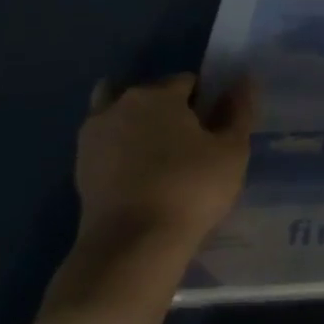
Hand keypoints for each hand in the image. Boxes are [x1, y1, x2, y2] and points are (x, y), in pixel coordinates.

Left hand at [67, 73, 256, 302]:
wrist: (132, 244)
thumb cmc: (192, 188)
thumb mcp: (232, 150)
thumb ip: (239, 110)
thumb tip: (244, 79)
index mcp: (157, 95)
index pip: (187, 82)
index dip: (205, 102)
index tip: (215, 130)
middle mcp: (119, 105)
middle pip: (150, 96)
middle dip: (169, 110)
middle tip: (191, 146)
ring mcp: (93, 136)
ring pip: (120, 116)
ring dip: (137, 126)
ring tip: (161, 158)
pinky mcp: (79, 168)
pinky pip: (107, 145)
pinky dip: (121, 151)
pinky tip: (142, 177)